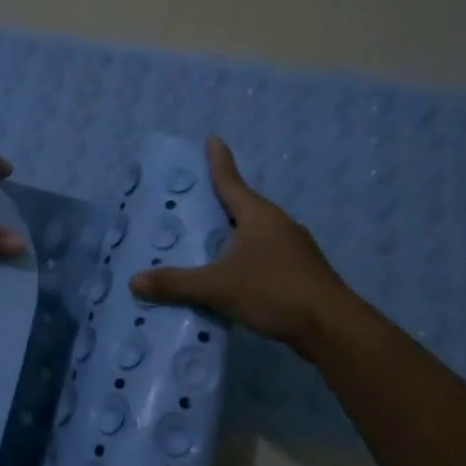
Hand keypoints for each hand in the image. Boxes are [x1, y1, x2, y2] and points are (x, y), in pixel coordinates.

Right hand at [130, 136, 351, 354]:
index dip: (218, 161)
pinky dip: (248, 259)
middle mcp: (279, 224)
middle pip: (245, 207)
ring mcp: (295, 248)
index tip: (212, 139)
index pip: (231, 182)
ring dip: (236, 235)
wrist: (331, 326)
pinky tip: (236, 276)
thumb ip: (176, 284)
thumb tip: (134, 281)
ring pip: (257, 234)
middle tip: (197, 200)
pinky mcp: (302, 272)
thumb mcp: (218, 287)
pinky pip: (267, 256)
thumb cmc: (274, 291)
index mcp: (259, 216)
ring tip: (210, 243)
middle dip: (222, 203)